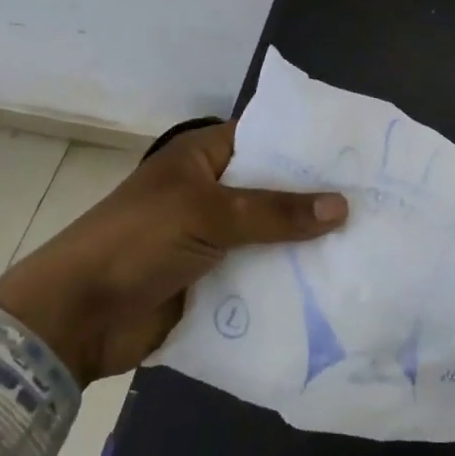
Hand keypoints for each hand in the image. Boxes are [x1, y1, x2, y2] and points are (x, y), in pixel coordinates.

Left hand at [0, 122, 346, 385]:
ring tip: (368, 243)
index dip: (306, 145)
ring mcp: (212, 237)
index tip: (357, 154)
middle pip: (273, 190)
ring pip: (270, 234)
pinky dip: (288, 278)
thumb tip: (343, 205)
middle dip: (315, 199)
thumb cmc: (139, 240)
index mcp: (203, 157)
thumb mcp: (209, 214)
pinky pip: (259, 273)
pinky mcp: (213, 279)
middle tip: (377, 201)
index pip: (265, 138)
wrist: (78, 317)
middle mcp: (211, 191)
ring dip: (306, 243)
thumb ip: (276, 212)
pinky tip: (333, 284)